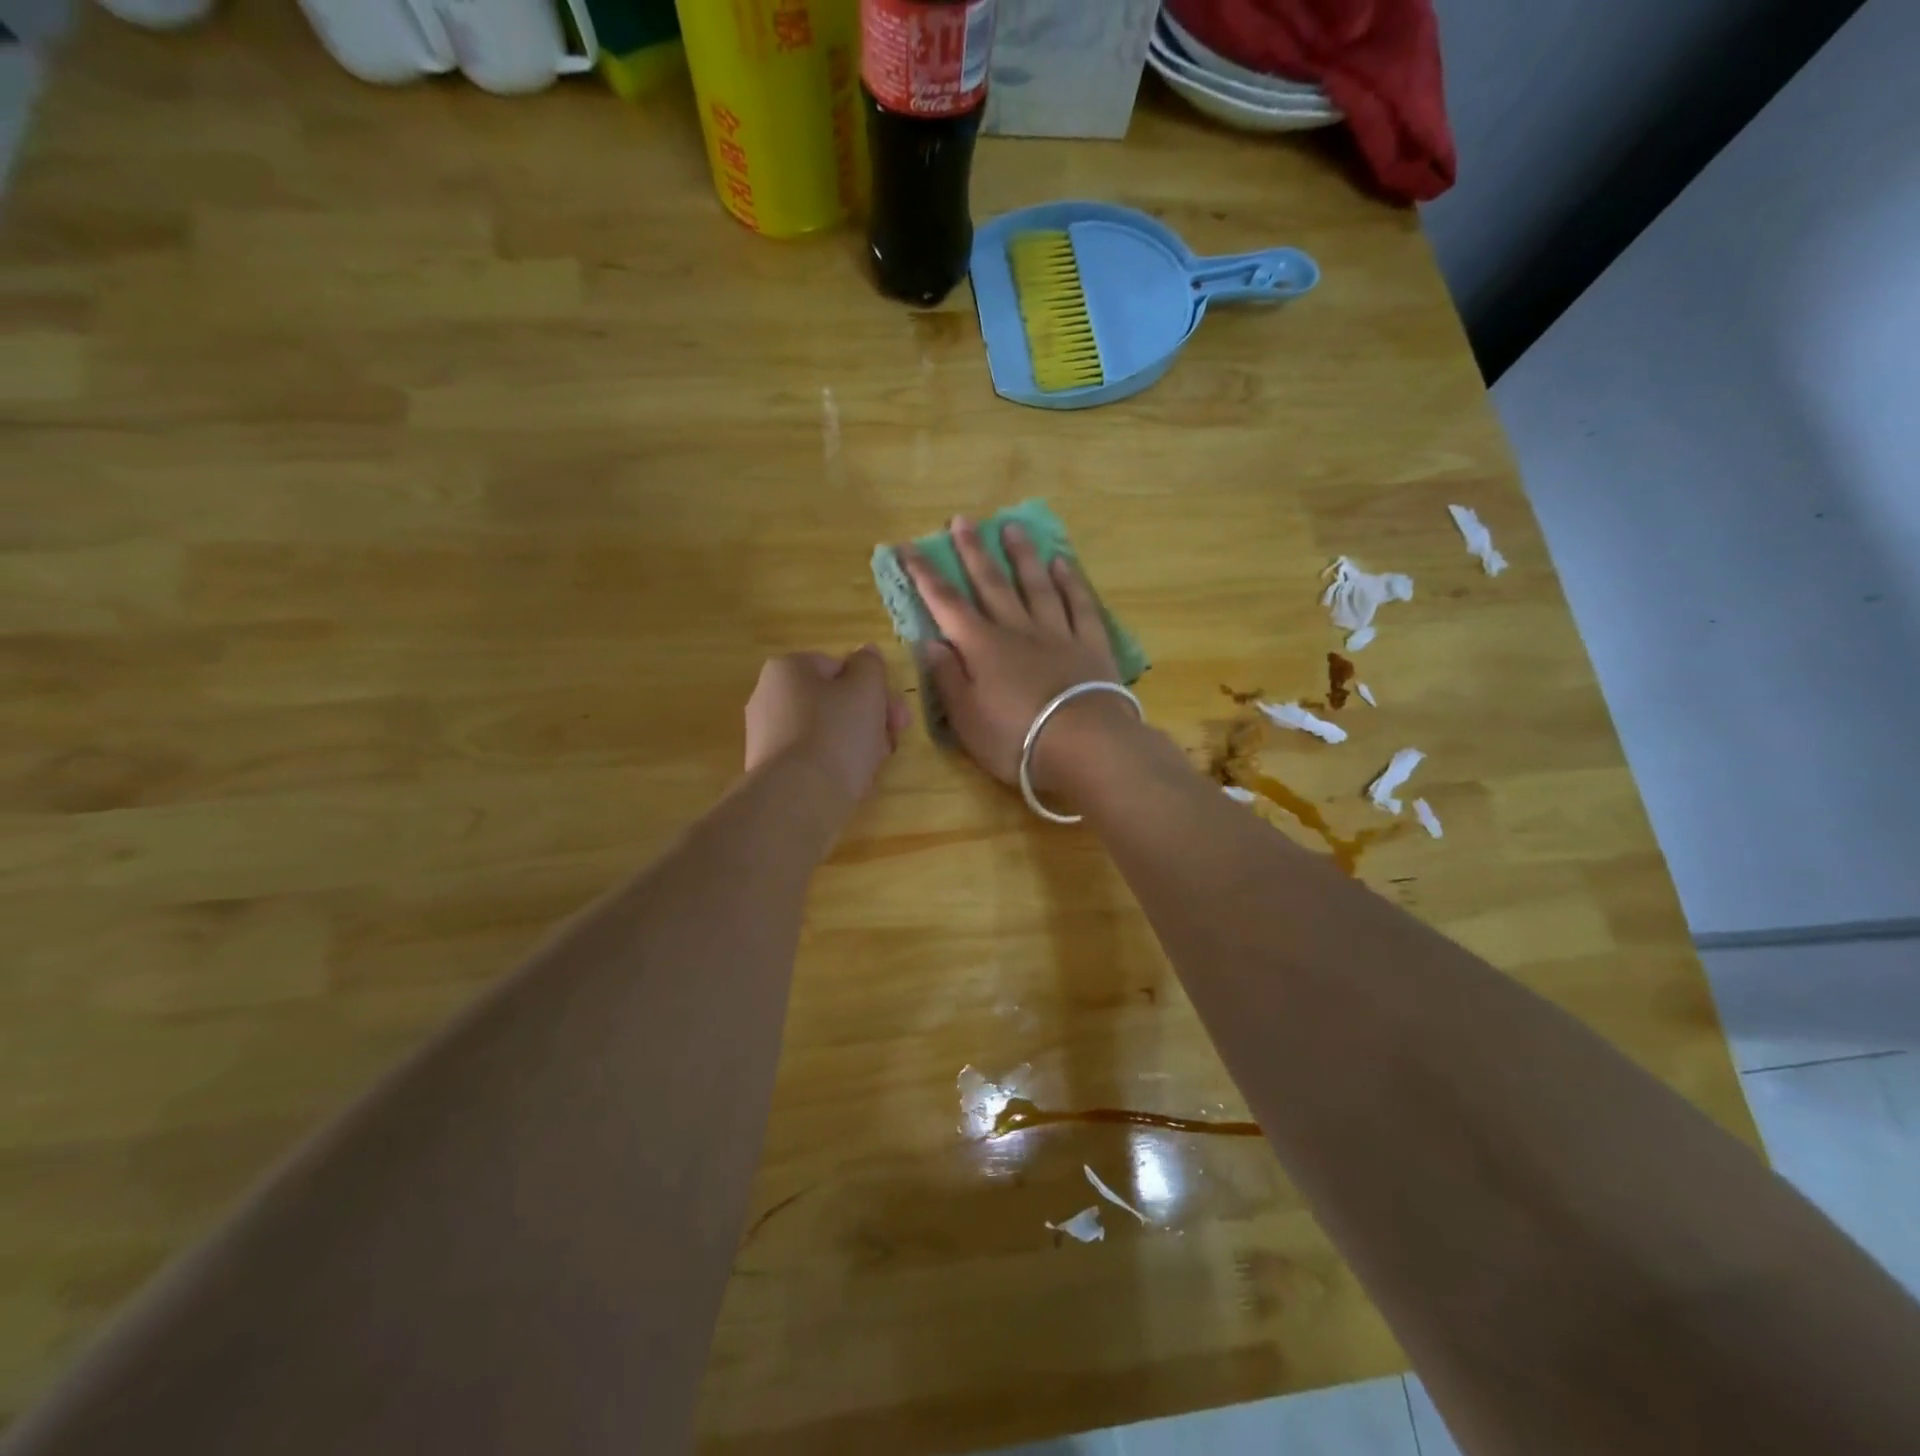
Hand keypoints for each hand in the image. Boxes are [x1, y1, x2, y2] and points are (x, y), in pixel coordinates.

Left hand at [743, 648, 909, 808]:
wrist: (798, 800)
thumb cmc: (836, 733)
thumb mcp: (866, 688)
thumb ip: (871, 665)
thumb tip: (866, 654)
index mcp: (787, 669)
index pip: (840, 668)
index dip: (875, 689)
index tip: (897, 716)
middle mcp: (769, 697)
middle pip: (835, 702)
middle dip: (870, 720)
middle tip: (892, 741)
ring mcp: (768, 737)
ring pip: (828, 733)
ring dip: (858, 745)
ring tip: (873, 767)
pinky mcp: (772, 772)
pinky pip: (814, 761)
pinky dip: (836, 768)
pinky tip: (853, 784)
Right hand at [902, 516, 1121, 790]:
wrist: (1086, 745)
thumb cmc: (1016, 739)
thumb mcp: (967, 719)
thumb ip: (947, 677)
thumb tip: (929, 640)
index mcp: (982, 648)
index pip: (946, 604)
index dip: (925, 575)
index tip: (908, 546)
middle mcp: (1018, 630)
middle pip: (992, 584)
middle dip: (973, 551)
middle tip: (962, 520)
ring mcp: (1058, 633)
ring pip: (1036, 585)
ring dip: (1022, 556)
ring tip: (1011, 528)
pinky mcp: (1091, 644)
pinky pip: (1079, 604)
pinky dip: (1070, 582)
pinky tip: (1062, 563)